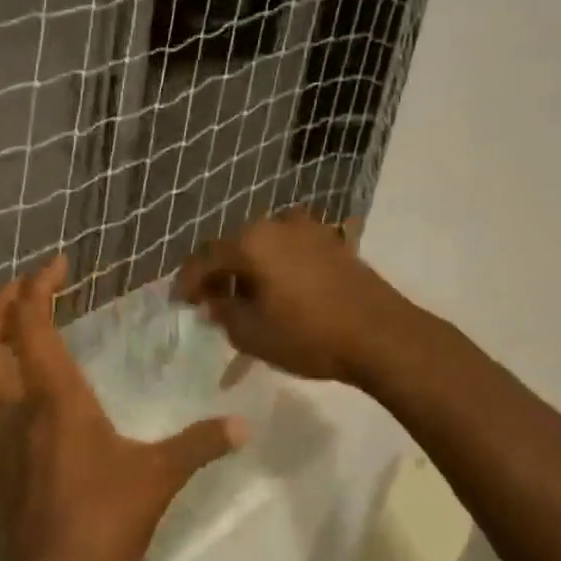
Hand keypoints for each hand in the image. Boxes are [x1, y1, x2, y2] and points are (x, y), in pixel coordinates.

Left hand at [0, 257, 246, 560]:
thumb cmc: (104, 520)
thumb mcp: (161, 477)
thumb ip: (201, 444)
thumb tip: (244, 424)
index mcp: (56, 397)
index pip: (33, 323)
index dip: (38, 285)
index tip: (58, 265)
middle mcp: (18, 408)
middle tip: (22, 289)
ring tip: (1, 334)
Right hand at [174, 208, 414, 385]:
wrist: (382, 336)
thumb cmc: (309, 336)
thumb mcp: (253, 334)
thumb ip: (223, 313)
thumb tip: (213, 301)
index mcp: (252, 242)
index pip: (205, 257)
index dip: (188, 281)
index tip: (179, 302)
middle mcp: (278, 224)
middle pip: (235, 246)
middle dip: (218, 273)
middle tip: (209, 301)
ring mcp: (309, 230)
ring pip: (263, 247)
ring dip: (247, 269)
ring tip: (243, 298)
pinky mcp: (332, 243)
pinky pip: (288, 250)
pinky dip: (273, 267)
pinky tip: (276, 291)